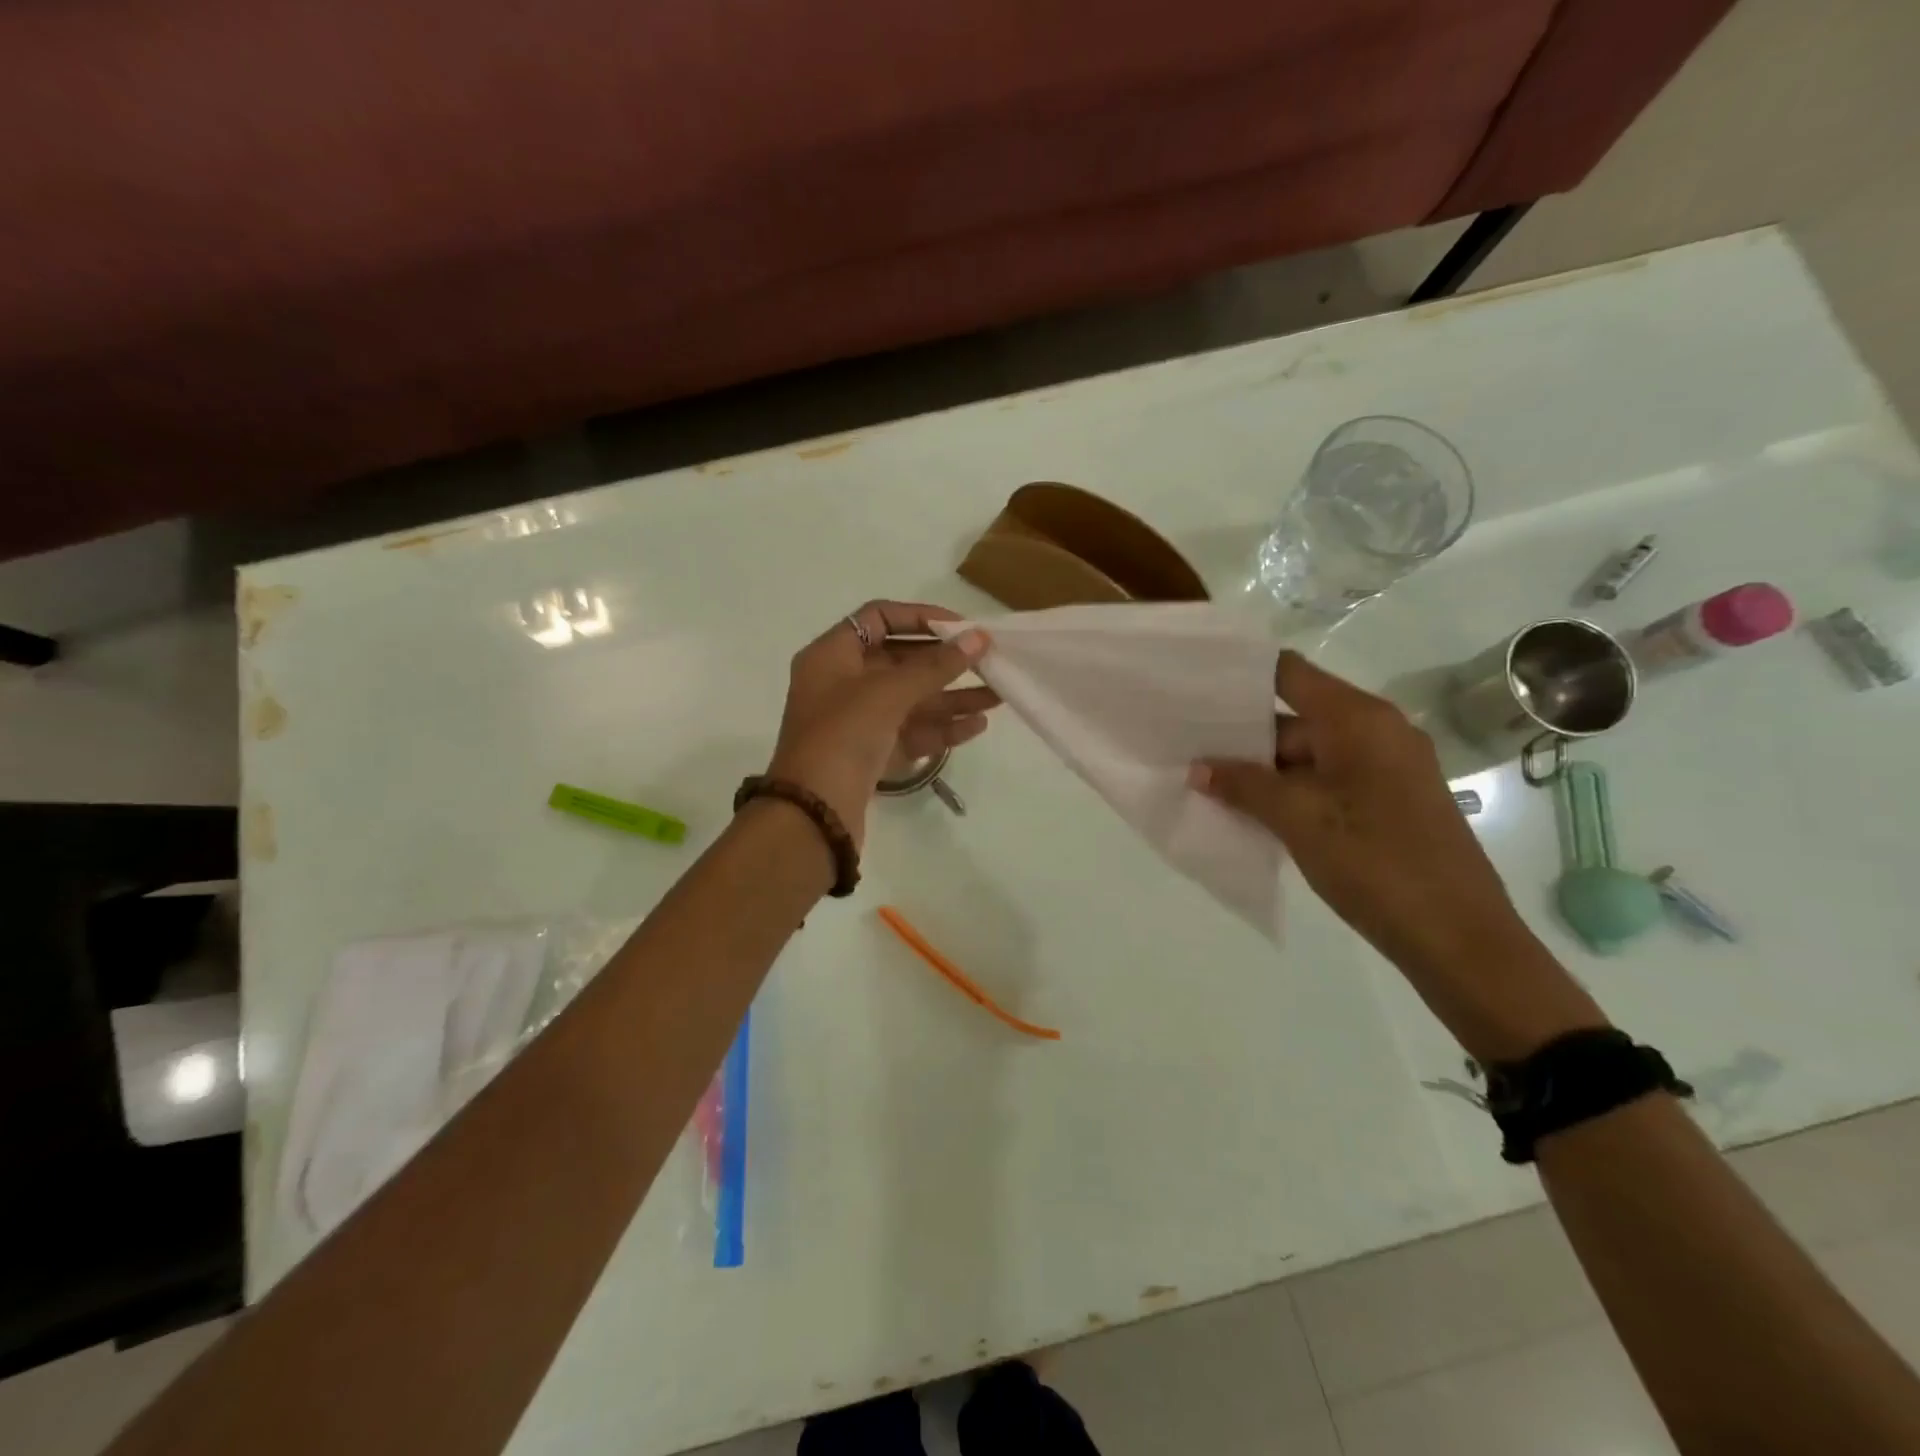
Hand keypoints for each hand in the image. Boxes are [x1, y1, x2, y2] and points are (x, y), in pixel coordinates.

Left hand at [766, 602, 995, 848]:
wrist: (814, 814)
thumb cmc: (843, 736)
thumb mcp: (888, 692)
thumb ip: (936, 665)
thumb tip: (978, 639)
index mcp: (832, 656)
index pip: (878, 618)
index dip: (921, 617)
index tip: (961, 627)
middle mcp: (843, 684)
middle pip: (900, 660)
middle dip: (946, 663)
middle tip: (990, 662)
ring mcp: (858, 722)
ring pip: (911, 701)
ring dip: (953, 697)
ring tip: (998, 696)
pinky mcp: (872, 755)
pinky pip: (912, 732)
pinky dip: (942, 728)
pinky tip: (978, 725)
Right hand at [1191, 651, 1530, 978]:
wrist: (1459, 938)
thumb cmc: (1376, 862)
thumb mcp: (1298, 819)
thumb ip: (1244, 785)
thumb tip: (1198, 768)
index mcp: (1359, 719)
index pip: (1288, 673)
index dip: (1241, 675)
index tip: (1194, 686)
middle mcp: (1376, 731)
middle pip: (1294, 716)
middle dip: (1242, 735)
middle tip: (1188, 748)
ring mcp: (1385, 767)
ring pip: (1308, 754)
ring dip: (1262, 770)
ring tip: (1206, 783)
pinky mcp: (1387, 800)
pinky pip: (1326, 780)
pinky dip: (1289, 790)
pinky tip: (1249, 810)